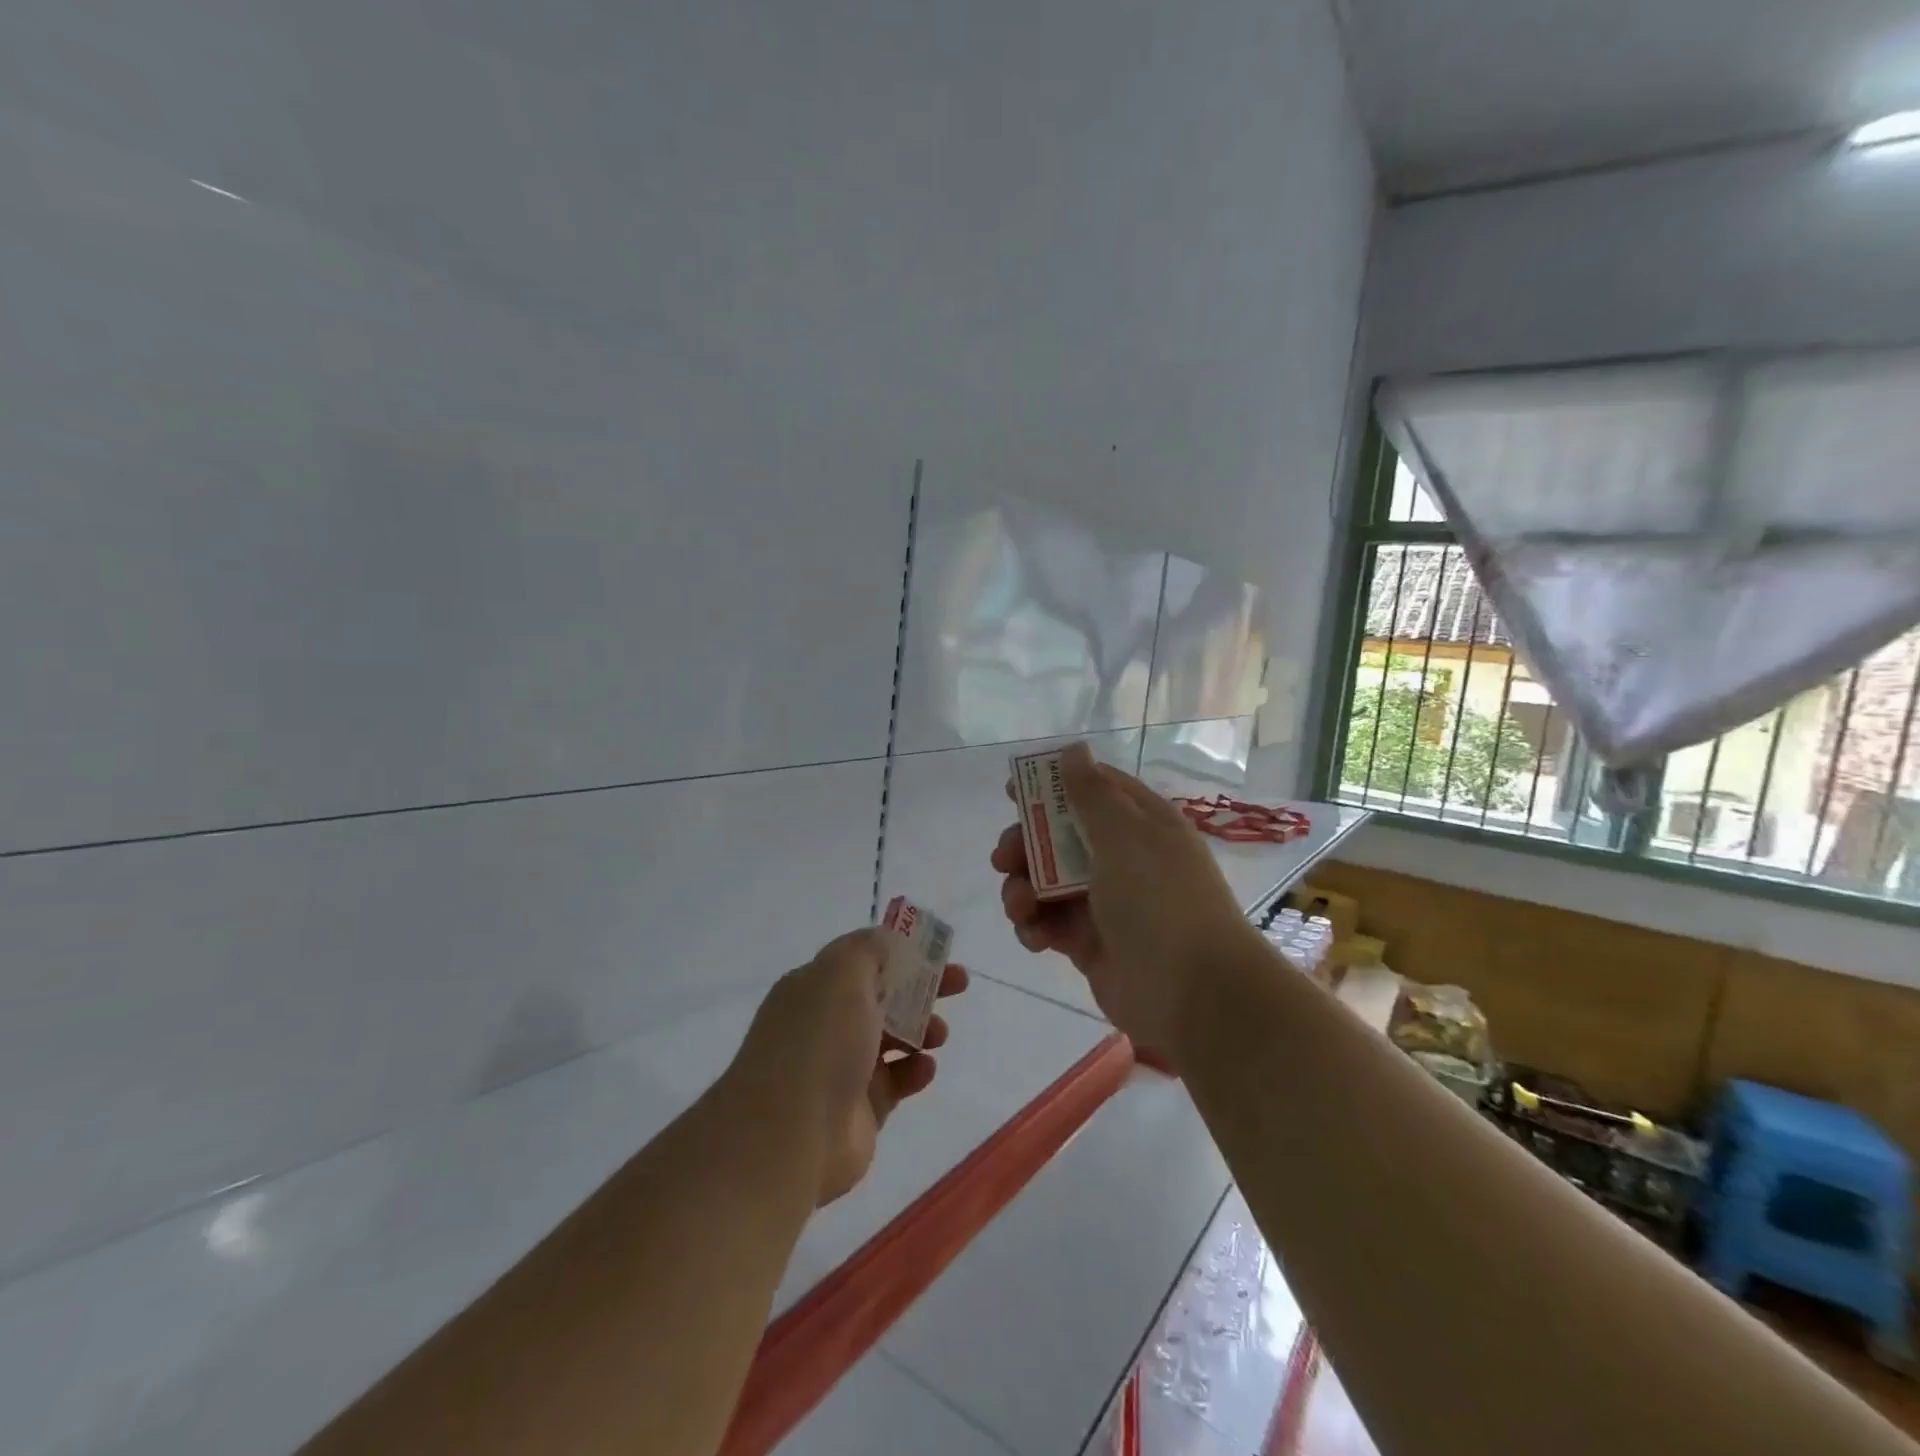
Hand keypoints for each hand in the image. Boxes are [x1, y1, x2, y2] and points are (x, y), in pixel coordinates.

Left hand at [729, 928, 968, 1206]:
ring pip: (892, 1039)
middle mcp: (825, 1024)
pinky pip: (896, 1081)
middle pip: (883, 997)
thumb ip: (868, 949)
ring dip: (922, 1029)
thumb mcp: (842, 974)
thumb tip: (886, 940)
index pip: (862, 960)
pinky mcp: (860, 1110)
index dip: (900, 952)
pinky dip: (915, 1071)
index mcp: (814, 988)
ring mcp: (841, 1068)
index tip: (936, 951)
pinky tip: (925, 1069)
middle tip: (959, 984)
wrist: (789, 1135)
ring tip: (939, 1034)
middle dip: (922, 987)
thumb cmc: (818, 1041)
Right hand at [992, 742, 1262, 1057]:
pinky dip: (1035, 926)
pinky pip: (1050, 923)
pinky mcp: (1089, 943)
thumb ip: (1091, 793)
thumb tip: (1074, 750)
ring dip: (1023, 890)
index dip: (1051, 786)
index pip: (1092, 790)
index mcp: (1140, 824)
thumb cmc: (1159, 899)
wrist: (1194, 992)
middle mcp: (1122, 858)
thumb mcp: (1124, 835)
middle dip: (1025, 845)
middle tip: (1004, 857)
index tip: (1011, 790)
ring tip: (1021, 906)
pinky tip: (1035, 935)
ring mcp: (1105, 903)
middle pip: (1059, 838)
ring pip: (1047, 882)